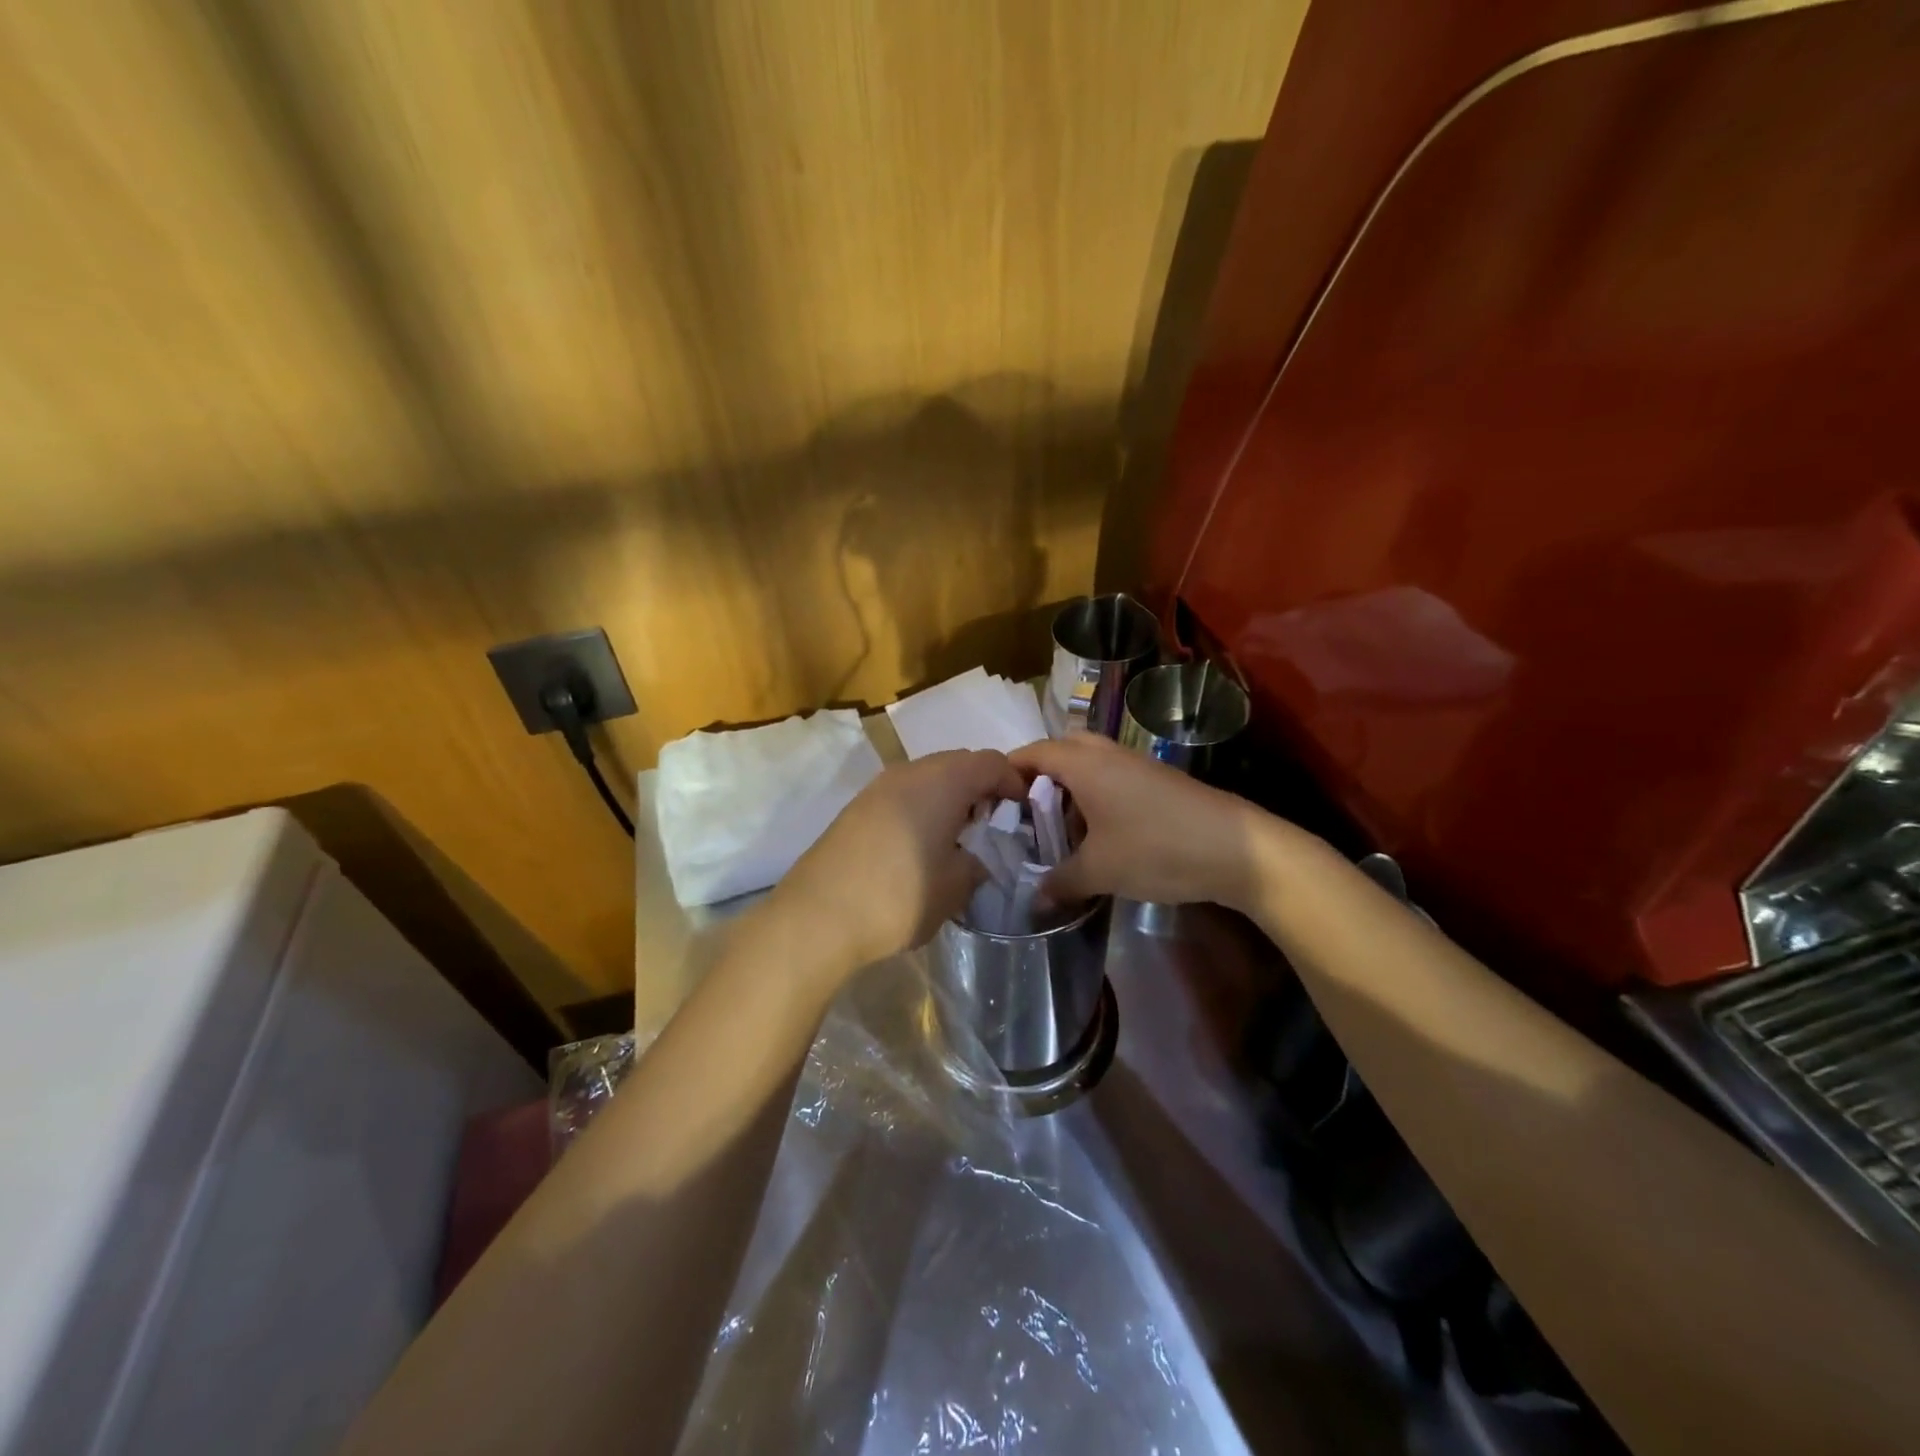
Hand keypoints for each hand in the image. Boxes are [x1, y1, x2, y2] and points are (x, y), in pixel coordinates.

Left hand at [772, 749, 1026, 974]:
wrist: (818, 915)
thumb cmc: (900, 895)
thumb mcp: (956, 886)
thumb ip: (978, 863)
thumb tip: (978, 856)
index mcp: (943, 781)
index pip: (991, 762)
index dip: (1014, 782)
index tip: (1023, 812)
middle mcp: (910, 771)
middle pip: (958, 763)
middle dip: (981, 788)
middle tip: (993, 825)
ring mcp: (879, 787)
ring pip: (928, 777)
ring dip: (950, 798)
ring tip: (959, 838)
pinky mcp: (857, 807)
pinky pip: (904, 794)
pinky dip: (922, 808)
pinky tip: (922, 845)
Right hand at [1009, 734, 1266, 908]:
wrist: (1237, 849)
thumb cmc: (1156, 848)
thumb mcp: (1099, 871)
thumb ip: (1060, 881)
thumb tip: (1035, 898)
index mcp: (1083, 763)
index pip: (1031, 753)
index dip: (1007, 773)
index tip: (992, 803)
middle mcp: (1106, 753)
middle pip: (1060, 751)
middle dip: (1040, 778)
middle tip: (1028, 814)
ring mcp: (1136, 764)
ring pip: (1089, 765)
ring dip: (1070, 790)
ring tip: (1060, 831)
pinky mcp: (1158, 781)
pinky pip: (1112, 778)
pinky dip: (1095, 797)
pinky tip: (1100, 836)